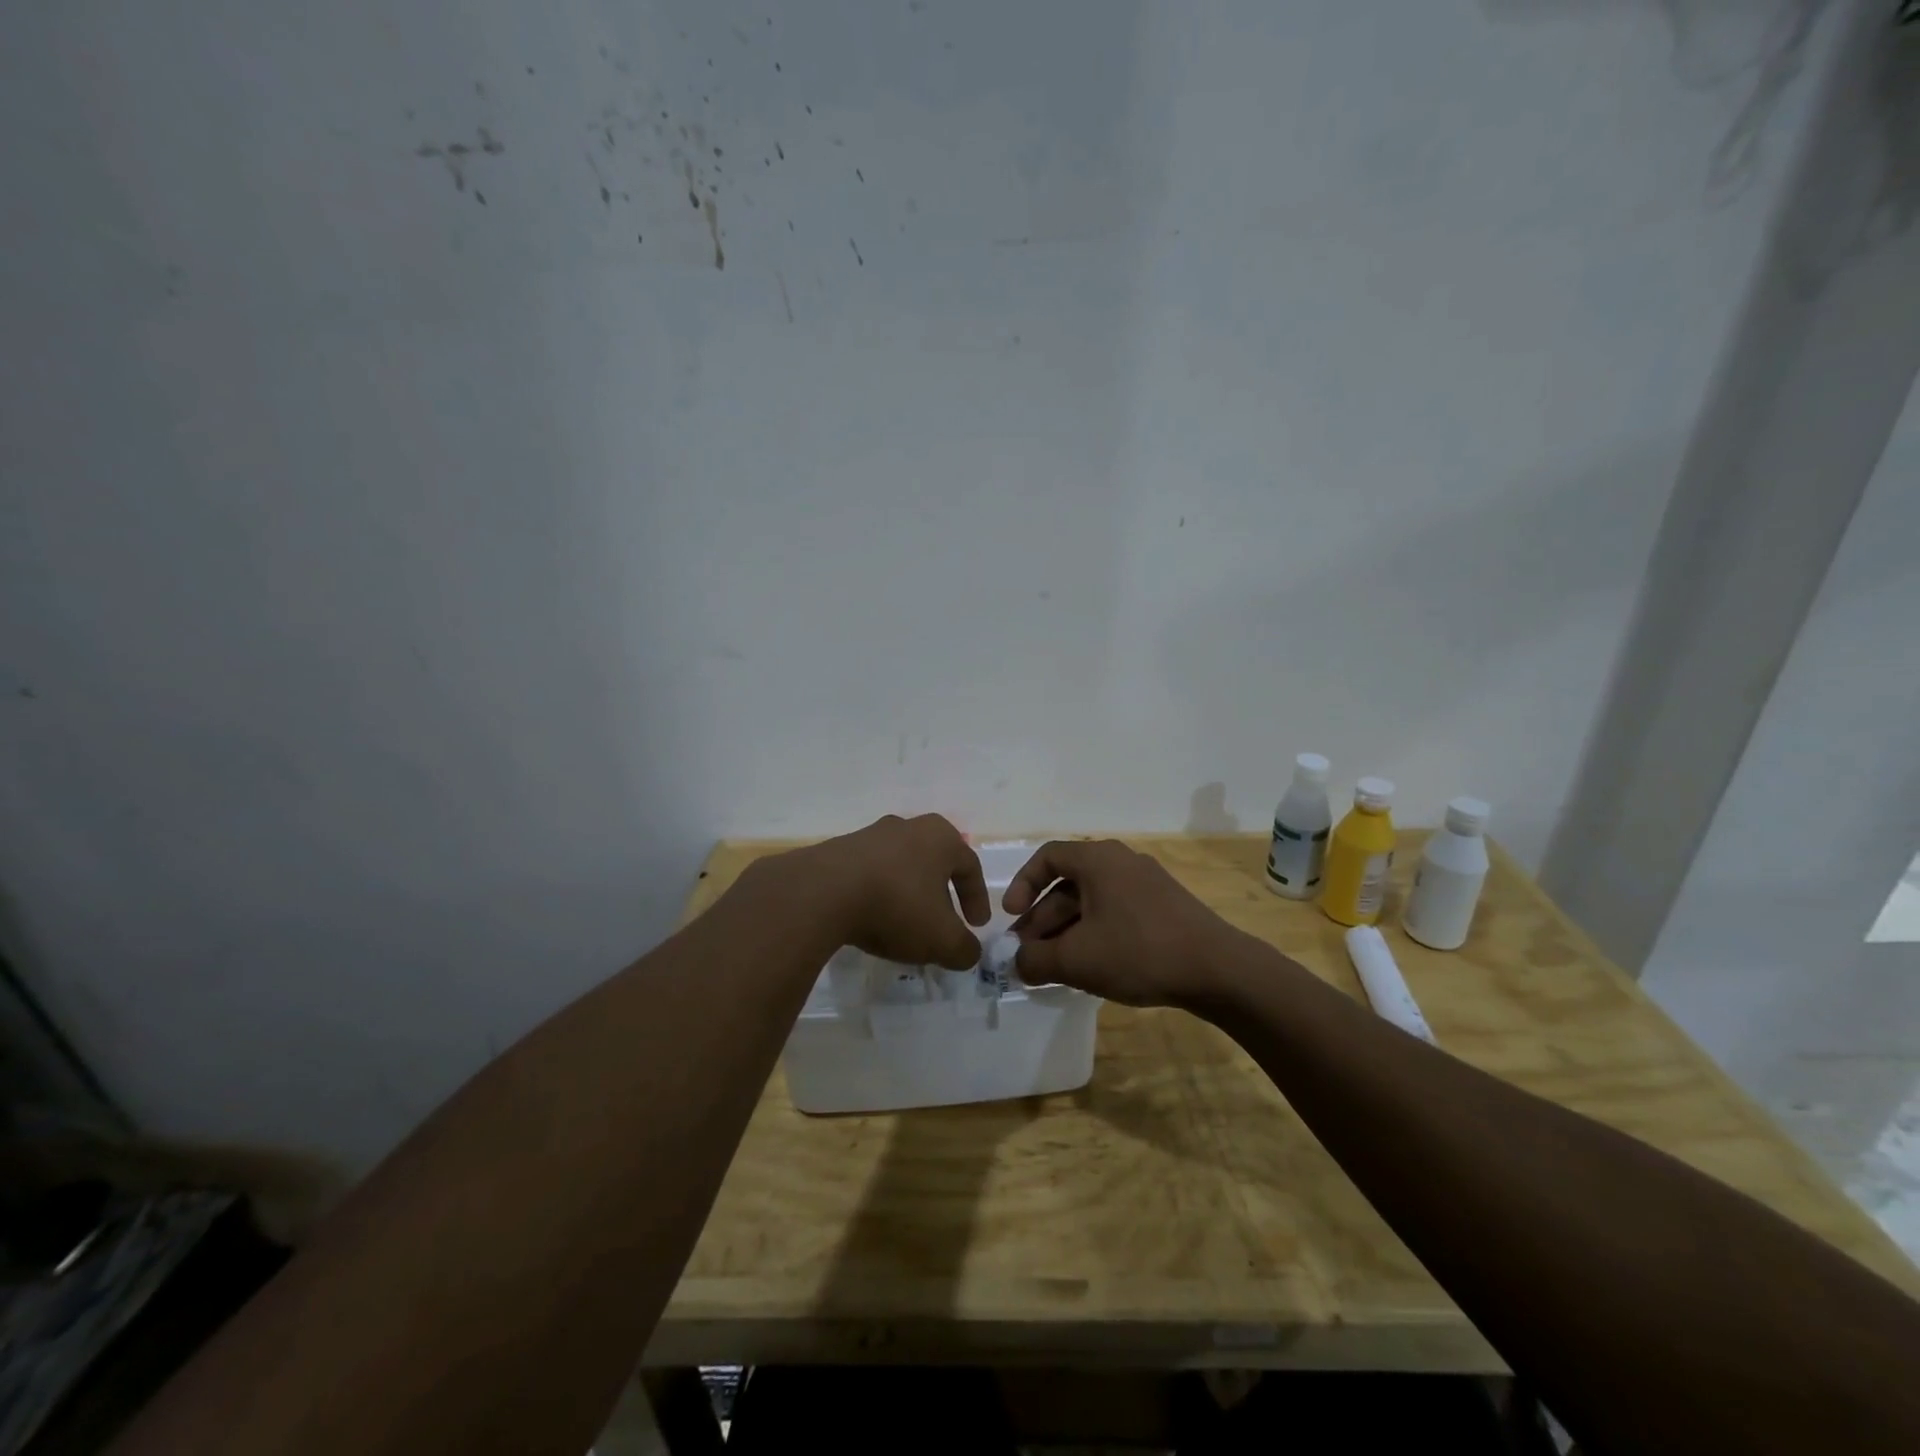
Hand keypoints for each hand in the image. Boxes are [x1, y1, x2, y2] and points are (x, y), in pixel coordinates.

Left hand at [794, 814, 989, 969]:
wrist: (822, 893)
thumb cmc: (897, 906)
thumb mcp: (942, 940)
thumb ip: (964, 949)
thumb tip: (968, 952)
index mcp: (939, 837)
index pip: (970, 866)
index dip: (977, 898)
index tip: (976, 926)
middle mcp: (907, 827)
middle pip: (933, 862)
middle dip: (941, 894)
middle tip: (942, 922)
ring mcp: (869, 835)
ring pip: (900, 866)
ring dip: (906, 894)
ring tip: (903, 925)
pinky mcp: (838, 850)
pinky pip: (869, 874)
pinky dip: (877, 895)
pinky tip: (871, 919)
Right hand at [1004, 839, 1244, 1005]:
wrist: (1218, 969)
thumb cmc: (1138, 952)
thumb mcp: (1076, 960)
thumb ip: (1035, 960)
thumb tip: (1017, 962)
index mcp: (1098, 860)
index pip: (1046, 856)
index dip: (1022, 885)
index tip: (1010, 918)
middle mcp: (1121, 861)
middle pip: (1068, 883)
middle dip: (1042, 919)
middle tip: (1027, 953)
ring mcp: (1146, 883)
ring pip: (1092, 901)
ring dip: (1066, 930)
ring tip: (1053, 966)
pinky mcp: (1163, 907)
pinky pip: (1115, 911)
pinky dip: (1094, 933)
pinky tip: (1090, 966)